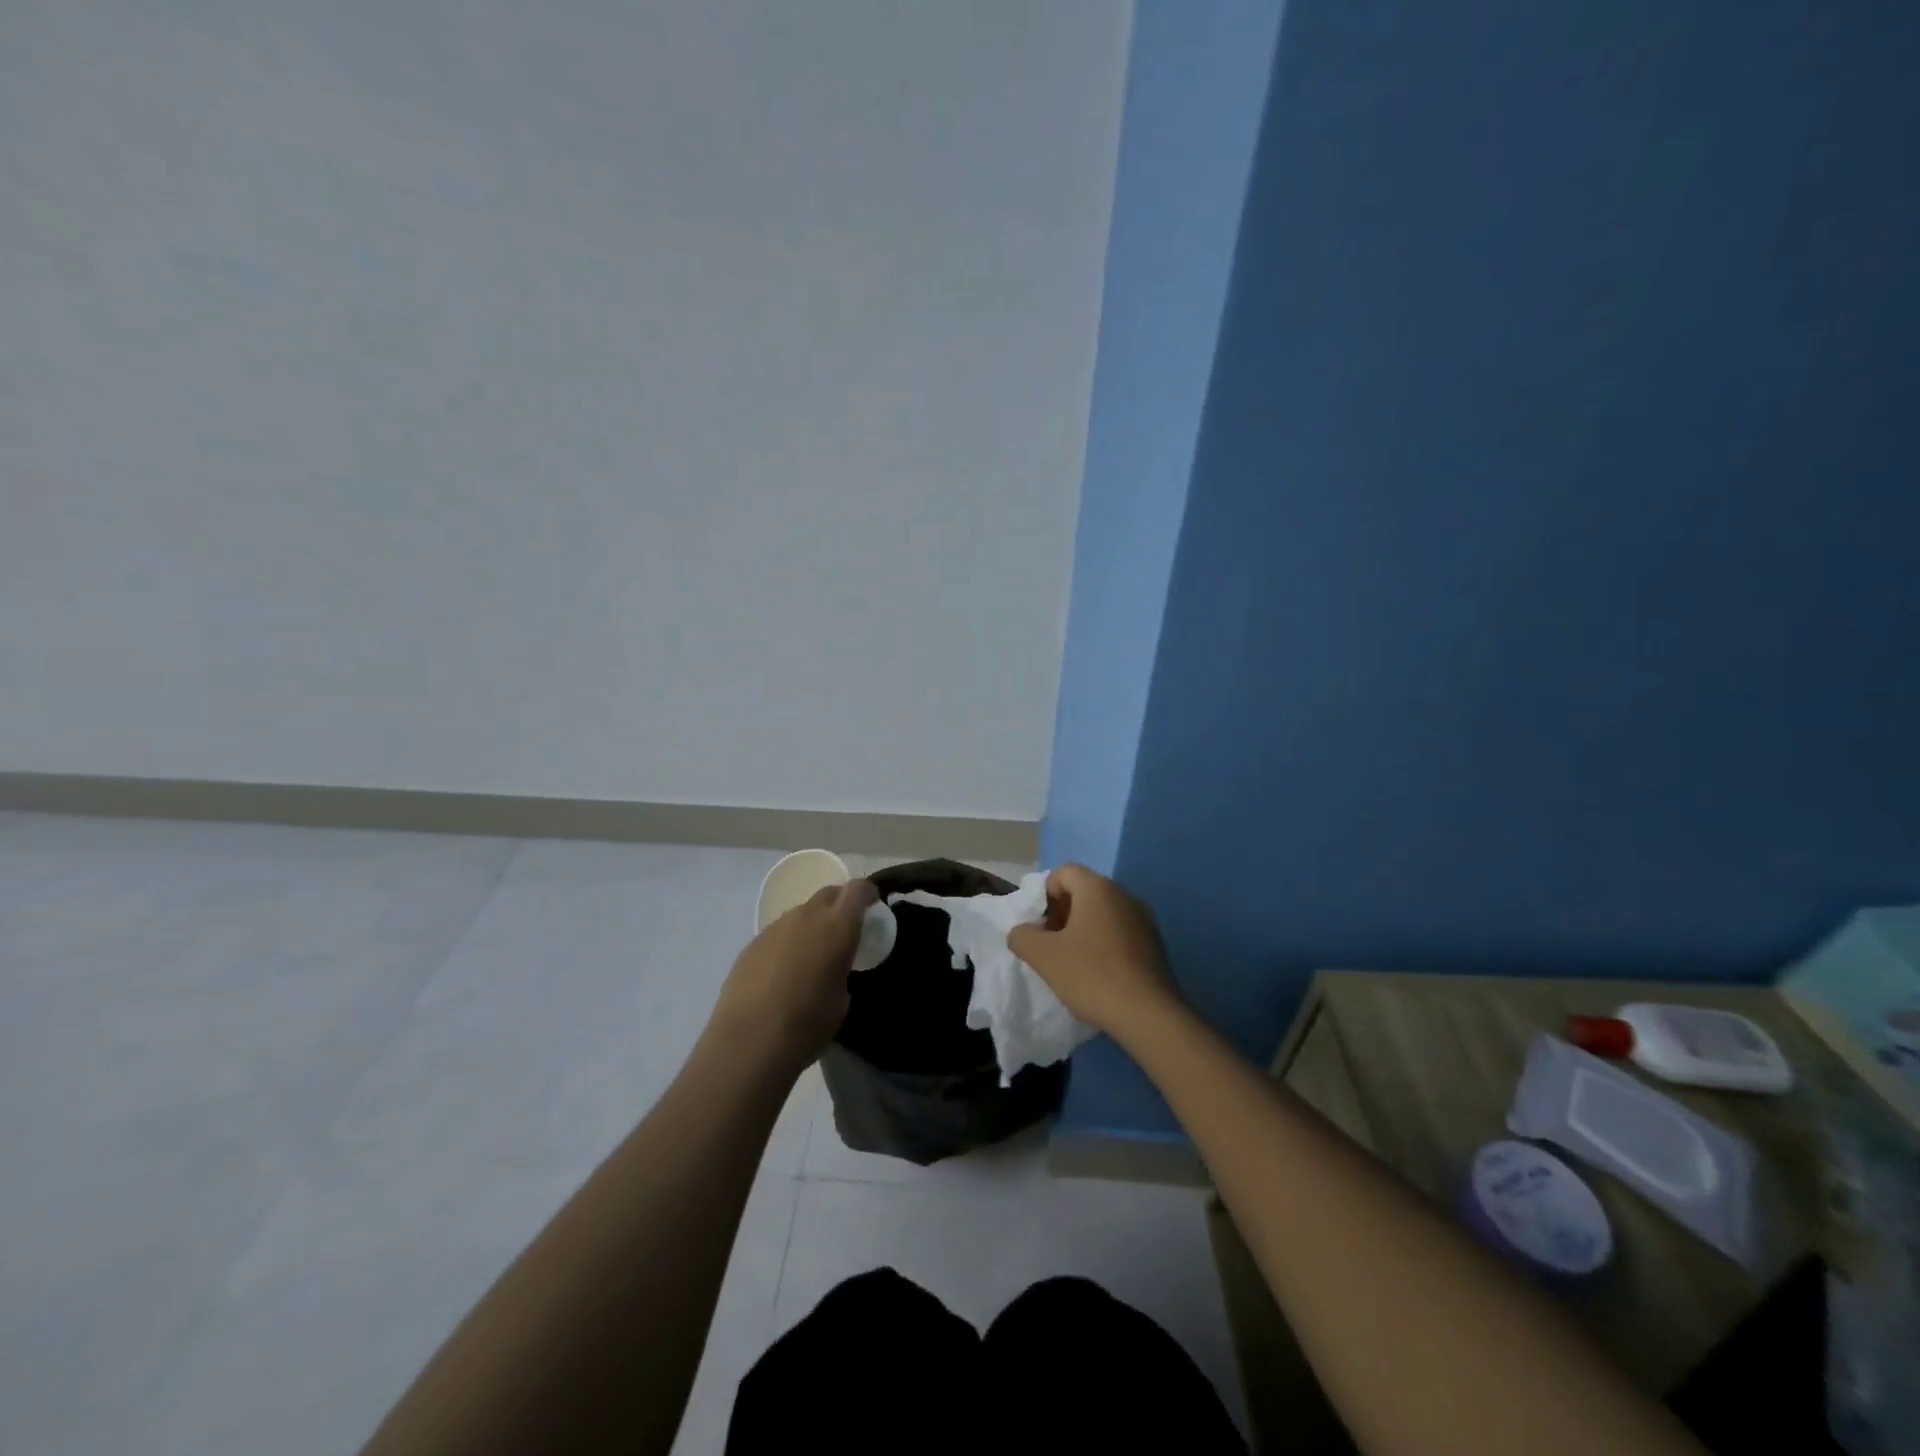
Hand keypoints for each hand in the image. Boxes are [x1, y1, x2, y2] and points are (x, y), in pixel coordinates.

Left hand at [709, 879, 876, 1071]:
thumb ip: (841, 970)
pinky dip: (788, 942)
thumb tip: (831, 968)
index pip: (857, 889)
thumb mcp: (842, 999)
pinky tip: (782, 972)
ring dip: (812, 925)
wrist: (749, 1041)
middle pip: (828, 894)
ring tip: (811, 956)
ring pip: (801, 913)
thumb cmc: (807, 1023)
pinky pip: (779, 932)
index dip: (867, 893)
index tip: (872, 905)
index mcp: (837, 926)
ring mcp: (776, 927)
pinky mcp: (752, 943)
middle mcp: (806, 916)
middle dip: (840, 904)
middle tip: (844, 930)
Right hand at [1007, 864, 1179, 1039]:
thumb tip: (1023, 931)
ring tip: (1071, 961)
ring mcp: (1144, 919)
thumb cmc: (1091, 975)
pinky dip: (1103, 943)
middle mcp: (1124, 895)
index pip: (1064, 872)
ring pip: (1103, 912)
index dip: (1044, 893)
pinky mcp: (1154, 944)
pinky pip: (1120, 931)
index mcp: (1098, 889)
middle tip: (1050, 943)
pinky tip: (1097, 973)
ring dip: (1082, 929)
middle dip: (1062, 912)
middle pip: (1084, 890)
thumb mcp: (1043, 956)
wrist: (1148, 1015)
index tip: (1039, 924)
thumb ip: (1022, 936)